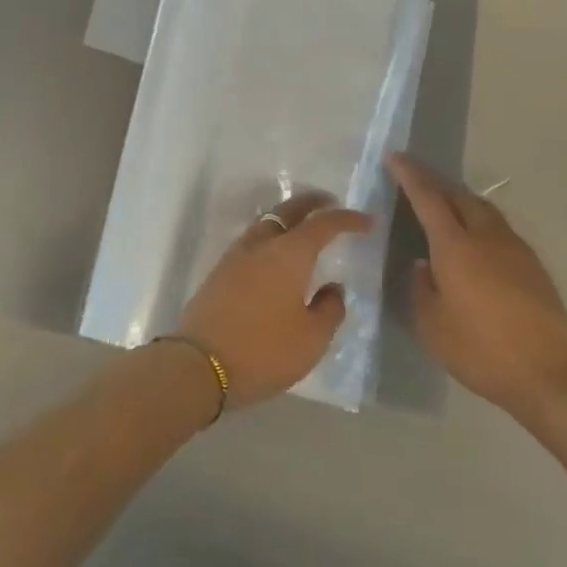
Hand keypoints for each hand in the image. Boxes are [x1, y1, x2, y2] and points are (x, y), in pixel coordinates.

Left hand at [176, 193, 372, 409]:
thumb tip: (333, 287)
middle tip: (330, 202)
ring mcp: (235, 255)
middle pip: (288, 210)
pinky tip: (275, 254)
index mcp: (289, 253)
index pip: (323, 224)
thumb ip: (329, 309)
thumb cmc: (264, 350)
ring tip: (303, 226)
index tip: (367, 221)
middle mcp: (261, 244)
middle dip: (312, 202)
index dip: (347, 219)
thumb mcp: (311, 339)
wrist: (199, 364)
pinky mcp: (220, 271)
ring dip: (287, 217)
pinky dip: (270, 236)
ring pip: (266, 222)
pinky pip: (252, 241)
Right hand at [386, 153, 566, 417]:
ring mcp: (514, 248)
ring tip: (443, 202)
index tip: (394, 157)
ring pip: (482, 208)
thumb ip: (421, 288)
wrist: (549, 375)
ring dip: (459, 198)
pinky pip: (498, 227)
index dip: (409, 174)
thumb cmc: (480, 350)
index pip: (427, 197)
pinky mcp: (532, 264)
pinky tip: (474, 238)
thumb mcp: (432, 326)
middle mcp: (485, 237)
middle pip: (458, 194)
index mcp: (455, 247)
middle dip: (434, 181)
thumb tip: (423, 266)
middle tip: (414, 177)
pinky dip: (478, 219)